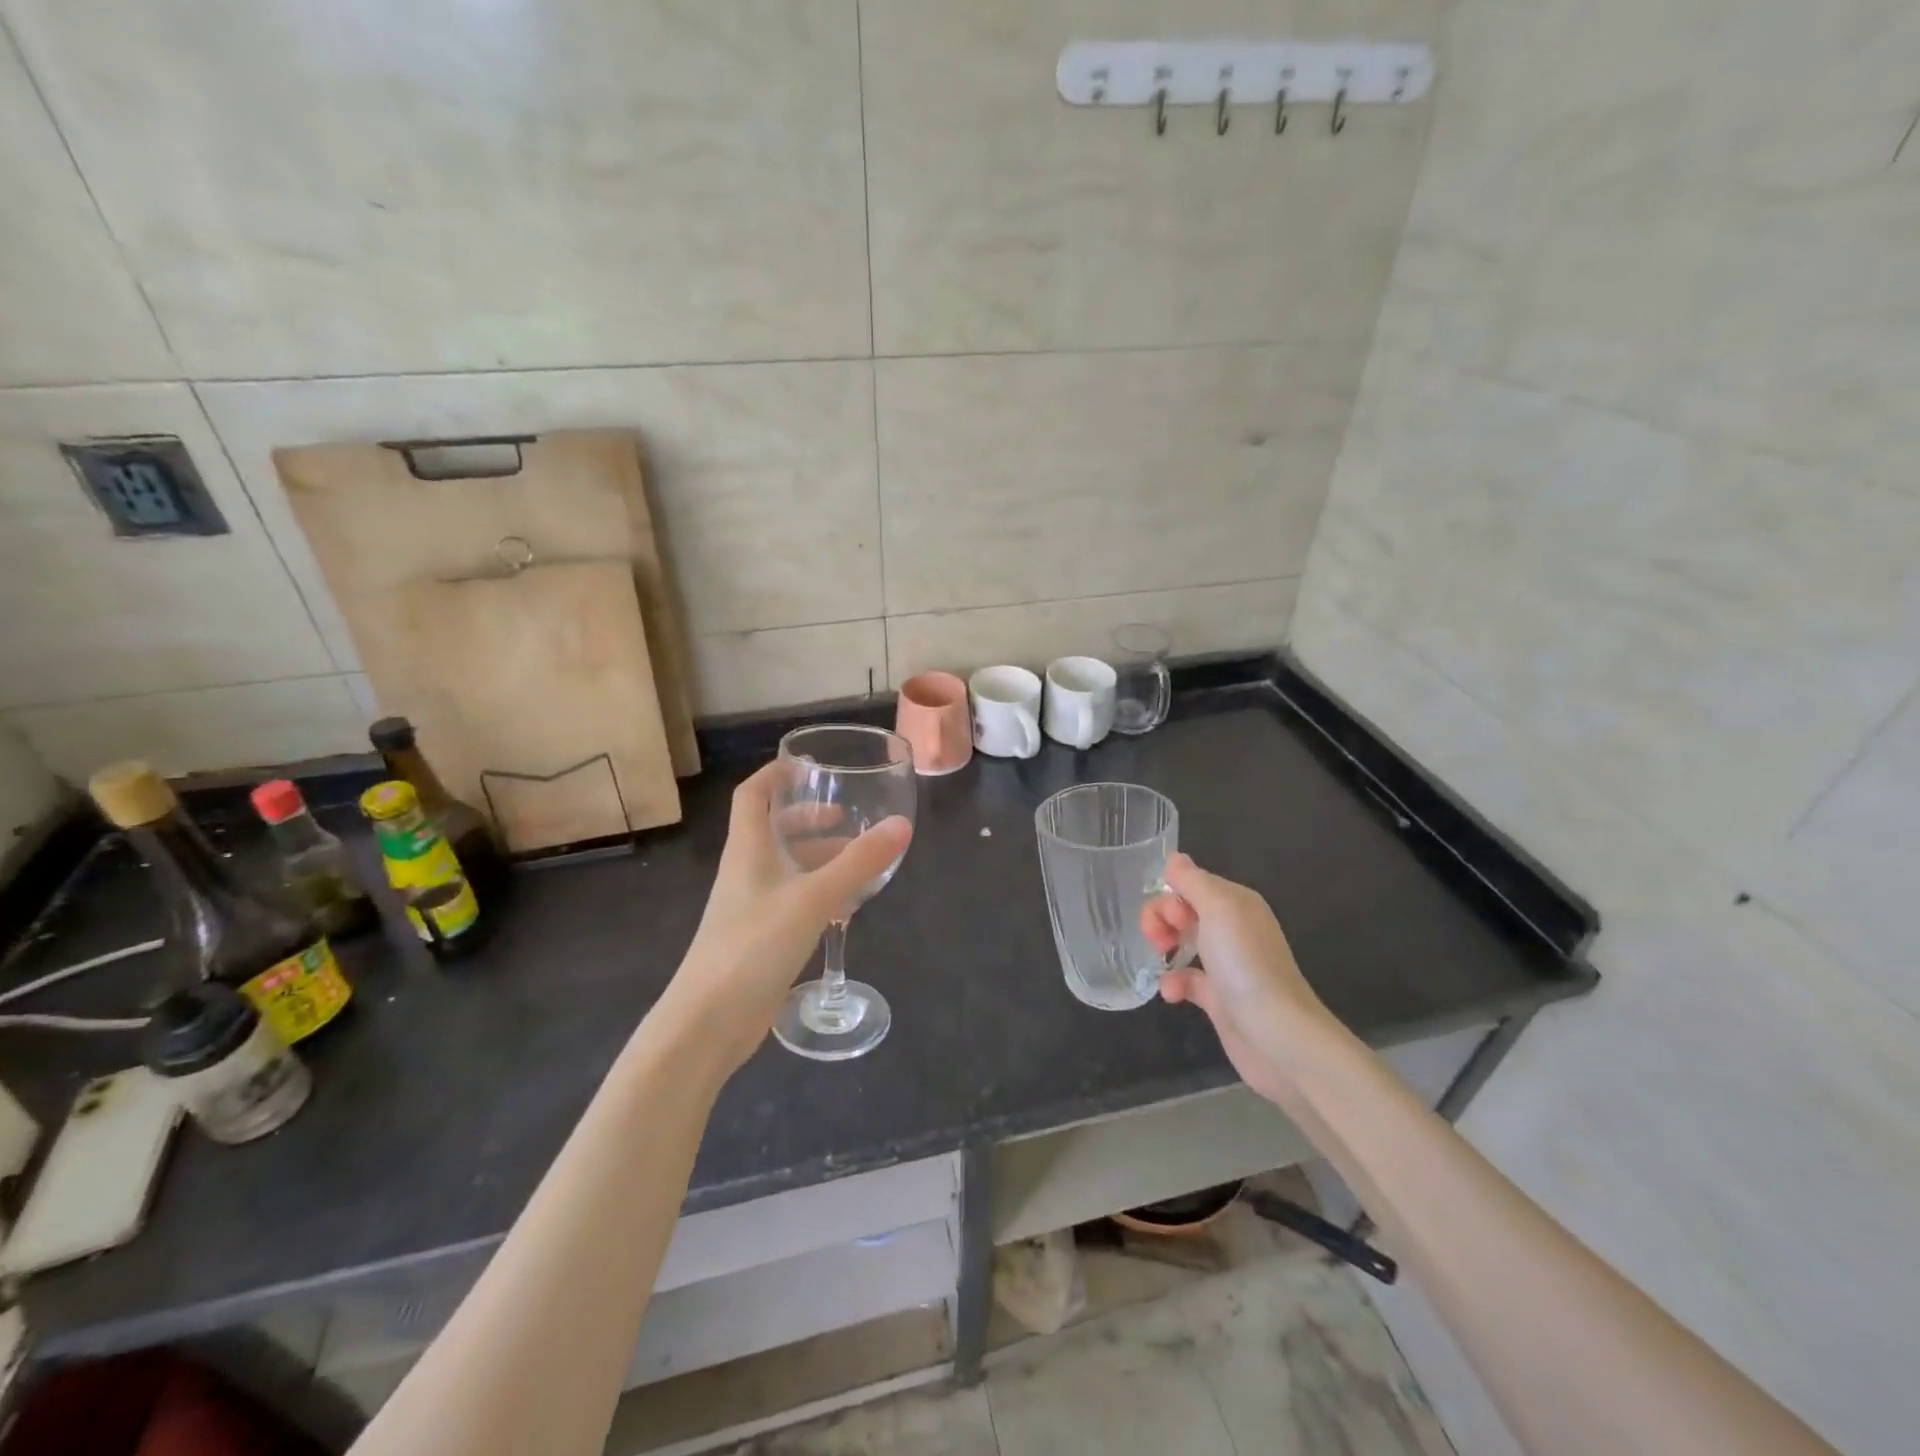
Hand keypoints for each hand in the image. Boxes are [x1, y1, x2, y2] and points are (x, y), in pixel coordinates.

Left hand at [659, 761, 911, 1077]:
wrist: (709, 1021)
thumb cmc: (754, 944)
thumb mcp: (813, 898)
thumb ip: (858, 863)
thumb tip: (901, 826)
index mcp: (748, 849)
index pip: (752, 795)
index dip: (775, 775)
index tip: (806, 766)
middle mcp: (746, 871)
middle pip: (772, 830)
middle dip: (807, 818)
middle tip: (845, 817)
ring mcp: (750, 907)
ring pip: (785, 867)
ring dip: (817, 856)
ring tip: (856, 859)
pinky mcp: (758, 938)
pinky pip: (791, 900)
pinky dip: (817, 891)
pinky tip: (845, 906)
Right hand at [1140, 853, 1334, 1106]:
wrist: (1277, 1034)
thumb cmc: (1246, 964)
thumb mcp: (1218, 908)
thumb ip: (1192, 880)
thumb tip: (1173, 858)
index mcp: (1236, 903)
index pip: (1191, 884)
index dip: (1171, 896)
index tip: (1171, 919)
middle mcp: (1232, 929)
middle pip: (1183, 910)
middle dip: (1161, 919)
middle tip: (1159, 941)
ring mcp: (1226, 964)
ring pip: (1181, 942)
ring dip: (1163, 947)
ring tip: (1160, 962)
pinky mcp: (1218, 998)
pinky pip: (1186, 979)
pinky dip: (1173, 983)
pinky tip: (1171, 994)